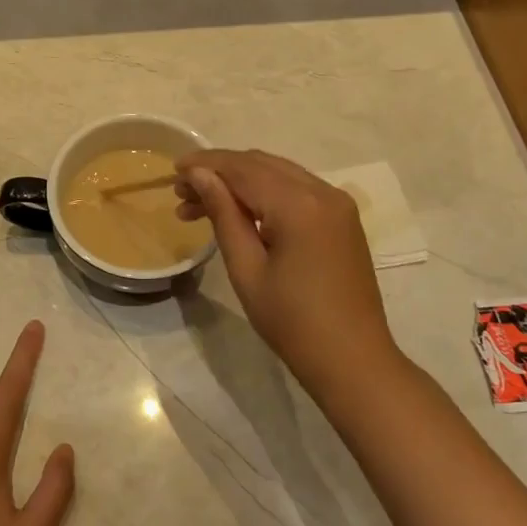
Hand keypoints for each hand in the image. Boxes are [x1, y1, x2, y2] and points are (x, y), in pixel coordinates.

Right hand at [176, 149, 397, 395]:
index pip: (242, 168)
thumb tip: (199, 175)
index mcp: (298, 205)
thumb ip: (223, 214)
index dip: (205, 164)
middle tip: (182, 194)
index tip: (173, 171)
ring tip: (201, 206)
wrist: (353, 360)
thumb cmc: (292, 322)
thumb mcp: (247, 269)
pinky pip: (297, 189)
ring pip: (279, 173)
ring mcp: (337, 203)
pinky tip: (240, 213)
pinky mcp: (342, 218)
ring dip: (240, 181)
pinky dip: (265, 193)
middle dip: (220, 172)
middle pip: (261, 164)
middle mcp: (322, 191)